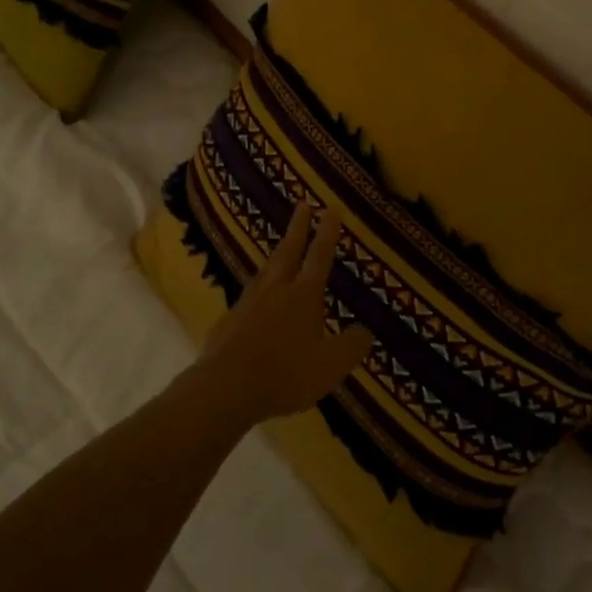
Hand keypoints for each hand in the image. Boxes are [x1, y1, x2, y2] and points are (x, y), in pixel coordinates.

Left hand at [200, 201, 373, 423]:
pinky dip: (258, 289)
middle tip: (301, 204)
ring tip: (281, 247)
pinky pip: (249, 296)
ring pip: (265, 270)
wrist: (226, 387)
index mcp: (303, 296)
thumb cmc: (286, 373)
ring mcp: (248, 303)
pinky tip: (256, 298)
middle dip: (297, 228)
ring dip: (276, 254)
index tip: (330, 209)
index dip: (327, 233)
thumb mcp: (331, 366)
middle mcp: (275, 290)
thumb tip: (365, 331)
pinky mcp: (228, 321)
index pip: (319, 257)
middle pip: (288, 251)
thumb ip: (352, 346)